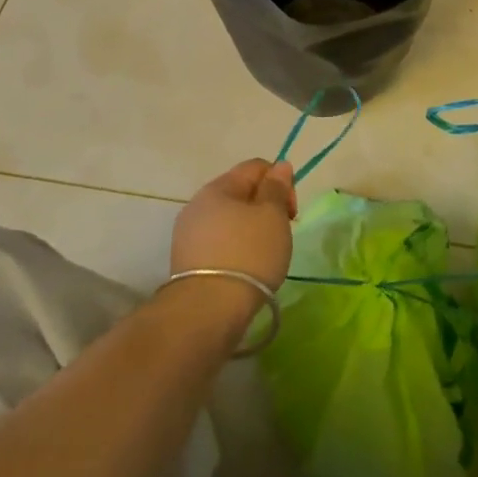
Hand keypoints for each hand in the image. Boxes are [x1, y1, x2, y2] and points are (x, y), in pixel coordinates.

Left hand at [170, 158, 296, 295]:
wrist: (208, 310)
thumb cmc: (248, 255)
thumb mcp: (272, 216)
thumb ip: (277, 187)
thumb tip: (280, 165)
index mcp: (218, 187)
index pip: (256, 167)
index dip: (281, 182)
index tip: (291, 213)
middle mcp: (198, 204)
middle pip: (241, 192)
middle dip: (266, 208)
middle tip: (281, 234)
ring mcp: (188, 234)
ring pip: (230, 219)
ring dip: (251, 230)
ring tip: (264, 255)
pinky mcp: (186, 261)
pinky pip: (219, 243)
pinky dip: (236, 249)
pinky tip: (245, 269)